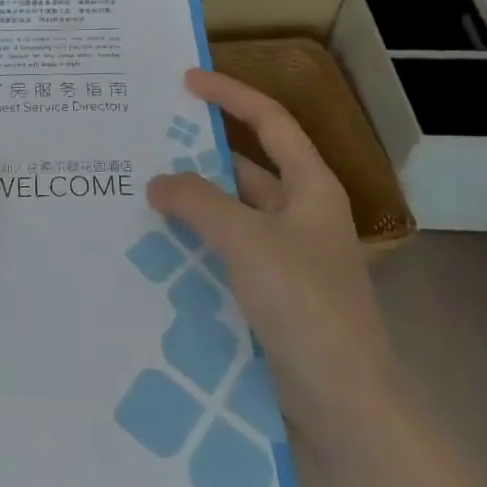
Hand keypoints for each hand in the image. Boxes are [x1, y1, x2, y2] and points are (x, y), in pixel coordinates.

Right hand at [147, 68, 396, 429]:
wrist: (345, 404)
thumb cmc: (305, 304)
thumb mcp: (247, 240)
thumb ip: (198, 202)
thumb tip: (158, 181)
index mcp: (311, 188)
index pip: (270, 121)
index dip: (231, 94)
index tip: (186, 81)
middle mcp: (302, 215)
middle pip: (246, 167)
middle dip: (200, 155)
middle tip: (148, 143)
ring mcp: (288, 256)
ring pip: (232, 214)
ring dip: (194, 203)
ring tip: (141, 192)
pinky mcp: (272, 293)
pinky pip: (227, 252)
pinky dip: (196, 242)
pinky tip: (158, 247)